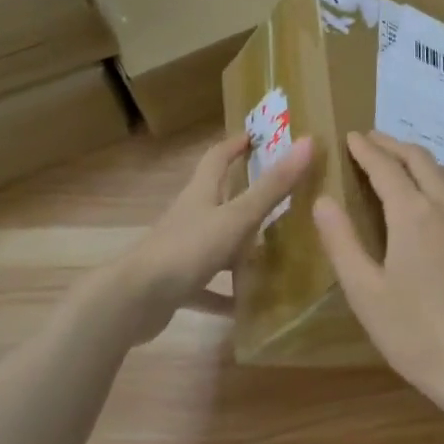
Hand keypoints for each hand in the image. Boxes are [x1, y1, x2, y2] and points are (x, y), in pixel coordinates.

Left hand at [75, 132, 313, 346]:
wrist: (133, 300)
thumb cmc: (187, 249)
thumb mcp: (237, 217)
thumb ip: (273, 186)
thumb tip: (309, 143)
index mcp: (201, 195)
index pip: (217, 159)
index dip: (235, 145)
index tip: (256, 136)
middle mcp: (190, 218)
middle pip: (218, 200)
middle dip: (244, 195)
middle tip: (279, 195)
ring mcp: (181, 252)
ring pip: (216, 243)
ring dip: (240, 248)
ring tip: (273, 254)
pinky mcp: (177, 284)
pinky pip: (207, 287)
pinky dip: (225, 293)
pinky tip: (246, 306)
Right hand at [313, 131, 443, 424]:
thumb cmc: (414, 333)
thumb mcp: (364, 292)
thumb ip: (342, 241)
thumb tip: (323, 200)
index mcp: (413, 214)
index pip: (386, 167)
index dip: (366, 149)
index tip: (351, 136)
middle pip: (421, 159)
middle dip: (394, 146)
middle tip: (373, 141)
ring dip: (424, 161)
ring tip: (405, 166)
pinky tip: (441, 201)